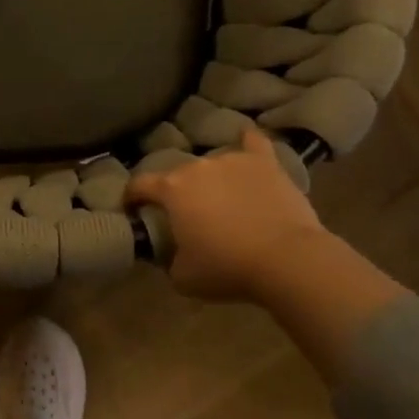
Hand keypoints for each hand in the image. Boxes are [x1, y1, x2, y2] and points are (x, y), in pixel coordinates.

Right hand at [125, 127, 407, 376]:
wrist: (287, 260)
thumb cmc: (228, 268)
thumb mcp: (183, 277)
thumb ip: (168, 260)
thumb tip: (169, 255)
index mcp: (172, 189)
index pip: (140, 184)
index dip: (132, 196)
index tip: (132, 208)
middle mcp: (196, 167)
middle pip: (178, 175)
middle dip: (179, 193)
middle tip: (189, 215)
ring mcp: (232, 160)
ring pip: (213, 165)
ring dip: (213, 180)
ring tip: (224, 199)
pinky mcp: (265, 163)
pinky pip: (253, 143)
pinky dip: (248, 142)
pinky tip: (247, 141)